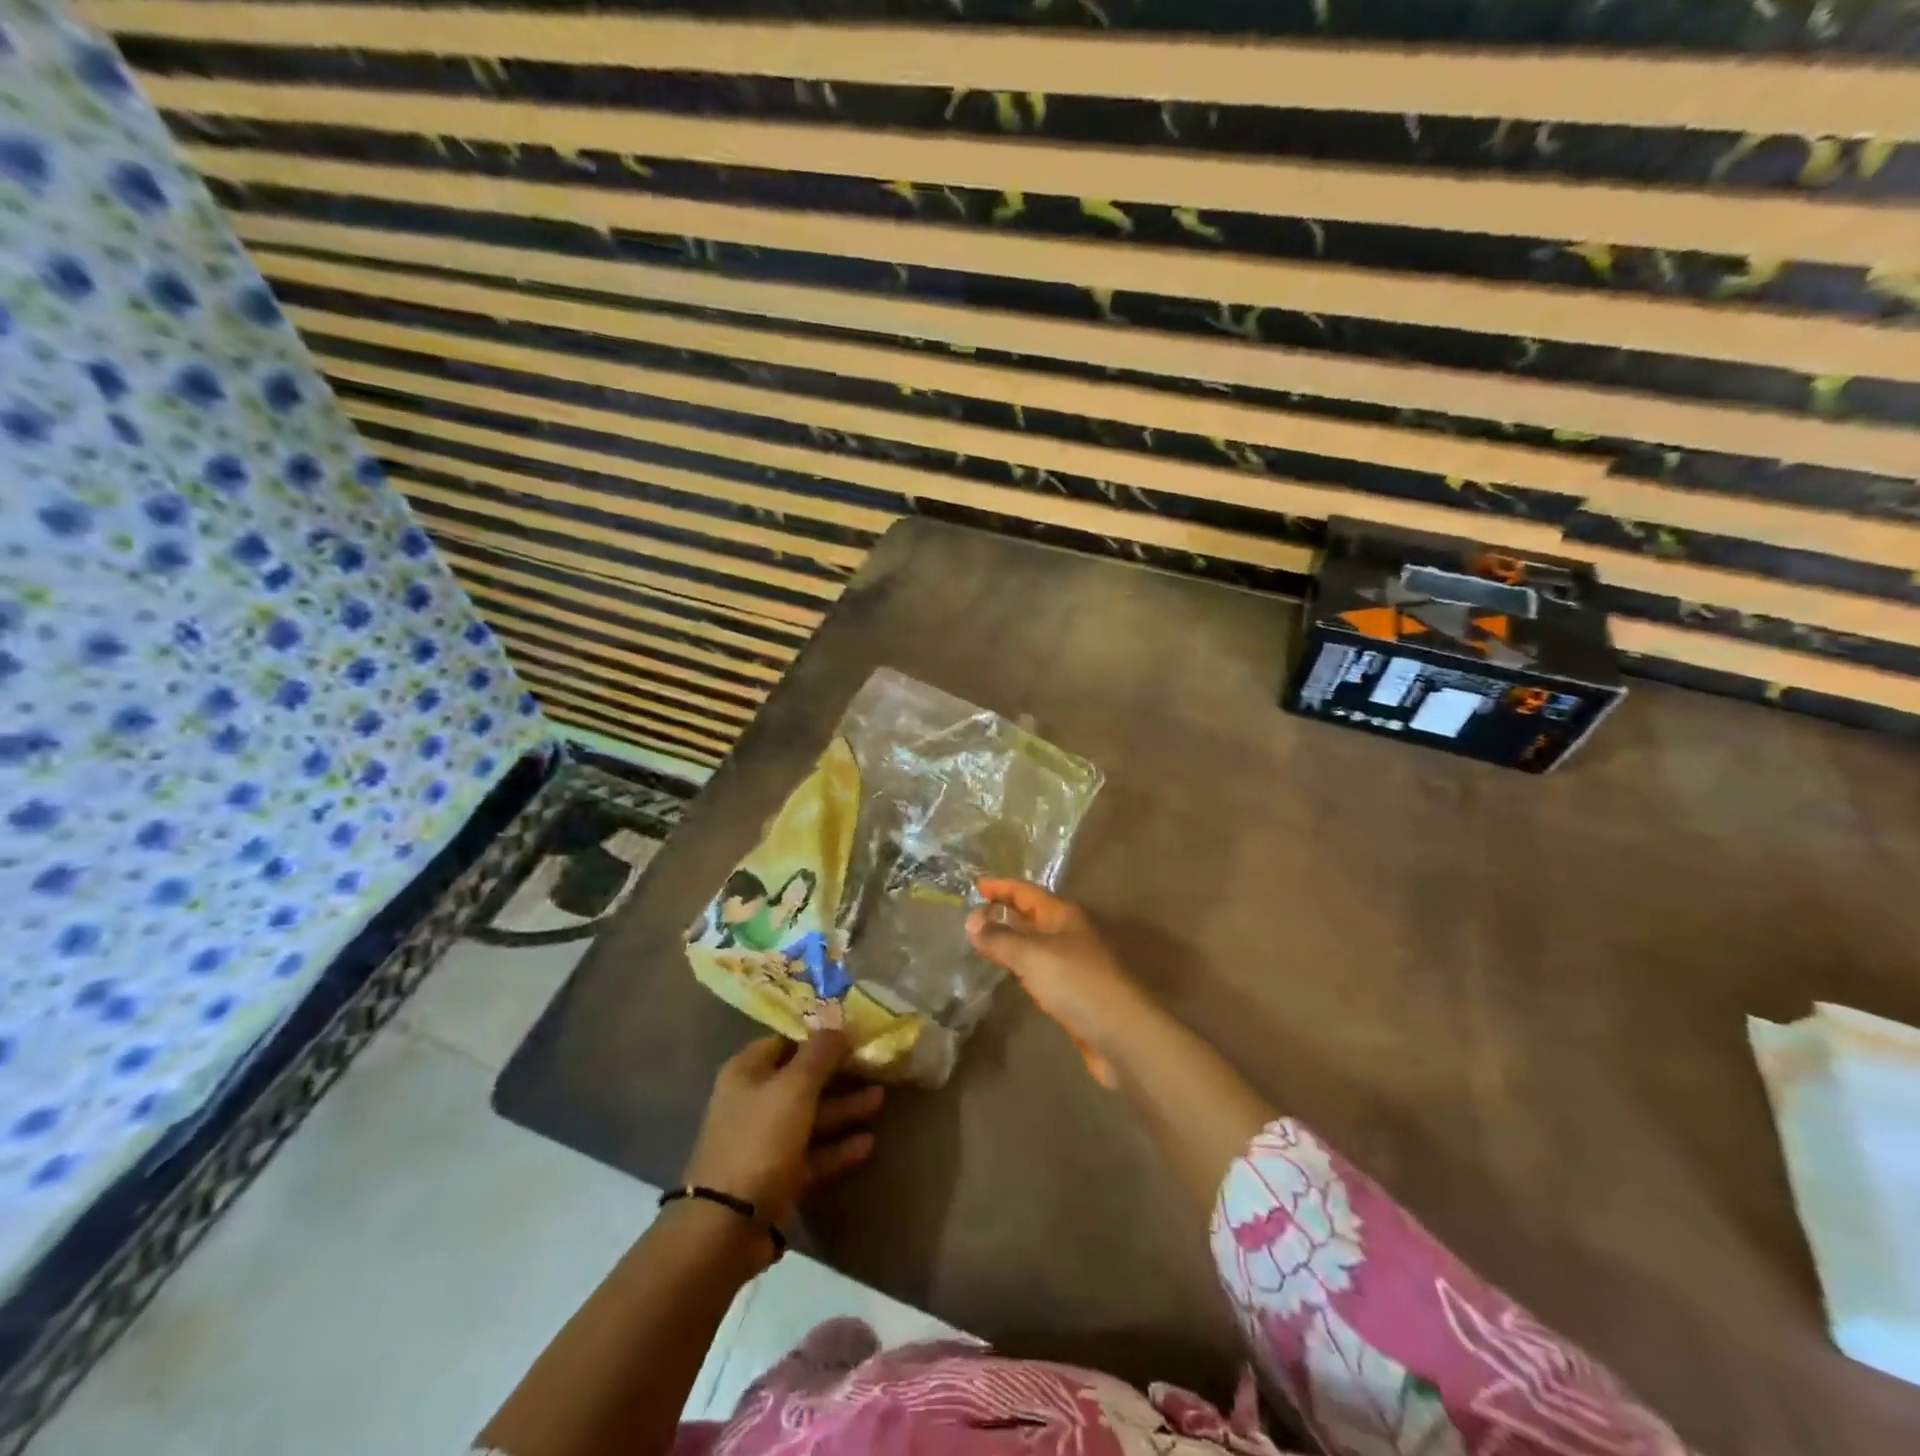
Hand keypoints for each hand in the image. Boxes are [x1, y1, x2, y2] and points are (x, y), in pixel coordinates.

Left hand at [683, 1032, 882, 1229]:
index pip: (786, 1041)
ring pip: (810, 1117)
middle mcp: (753, 1101)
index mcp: (747, 1072)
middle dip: (838, 1073)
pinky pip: (812, 1154)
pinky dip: (837, 1148)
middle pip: (801, 1079)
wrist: (728, 1226)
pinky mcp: (777, 1176)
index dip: (819, 1035)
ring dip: (844, 1109)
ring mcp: (764, 1141)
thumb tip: (837, 1021)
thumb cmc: (760, 1139)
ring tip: (881, 1099)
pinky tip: (868, 1144)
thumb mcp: (795, 1087)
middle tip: (874, 1066)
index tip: (853, 1032)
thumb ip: (819, 1053)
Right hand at [966, 879, 1161, 1089]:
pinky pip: (1040, 969)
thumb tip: (970, 919)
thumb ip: (1000, 938)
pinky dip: (1021, 965)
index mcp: (1064, 916)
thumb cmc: (1077, 984)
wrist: (1121, 1035)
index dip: (1002, 887)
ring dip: (1012, 938)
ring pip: (1036, 943)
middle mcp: (1070, 934)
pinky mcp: (1073, 993)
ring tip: (983, 939)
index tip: (976, 885)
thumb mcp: (1033, 955)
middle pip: (1033, 915)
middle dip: (1006, 910)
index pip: (1027, 892)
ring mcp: (1073, 964)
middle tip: (974, 911)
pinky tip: (1009, 973)